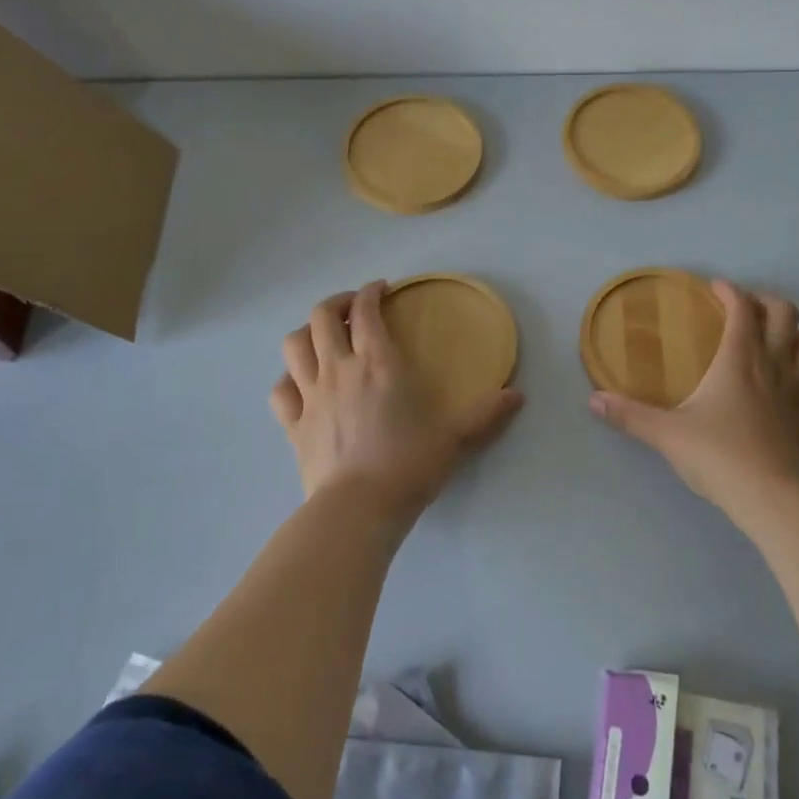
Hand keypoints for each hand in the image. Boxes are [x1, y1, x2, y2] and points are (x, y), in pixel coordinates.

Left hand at [270, 281, 524, 522]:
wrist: (358, 510)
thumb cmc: (408, 466)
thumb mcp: (455, 439)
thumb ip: (486, 414)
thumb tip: (518, 396)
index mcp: (379, 364)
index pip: (366, 310)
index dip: (371, 292)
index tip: (381, 289)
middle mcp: (339, 370)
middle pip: (322, 317)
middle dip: (337, 303)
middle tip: (353, 308)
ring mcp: (310, 396)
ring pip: (293, 345)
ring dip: (307, 332)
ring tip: (323, 337)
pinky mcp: (292, 426)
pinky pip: (280, 390)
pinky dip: (288, 378)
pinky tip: (300, 383)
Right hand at [589, 280, 798, 525]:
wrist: (768, 499)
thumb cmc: (716, 456)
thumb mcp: (665, 433)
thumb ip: (629, 415)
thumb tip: (593, 401)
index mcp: (738, 360)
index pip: (742, 309)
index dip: (730, 292)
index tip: (715, 290)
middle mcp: (774, 368)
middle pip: (786, 316)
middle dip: (768, 304)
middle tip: (748, 312)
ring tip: (782, 345)